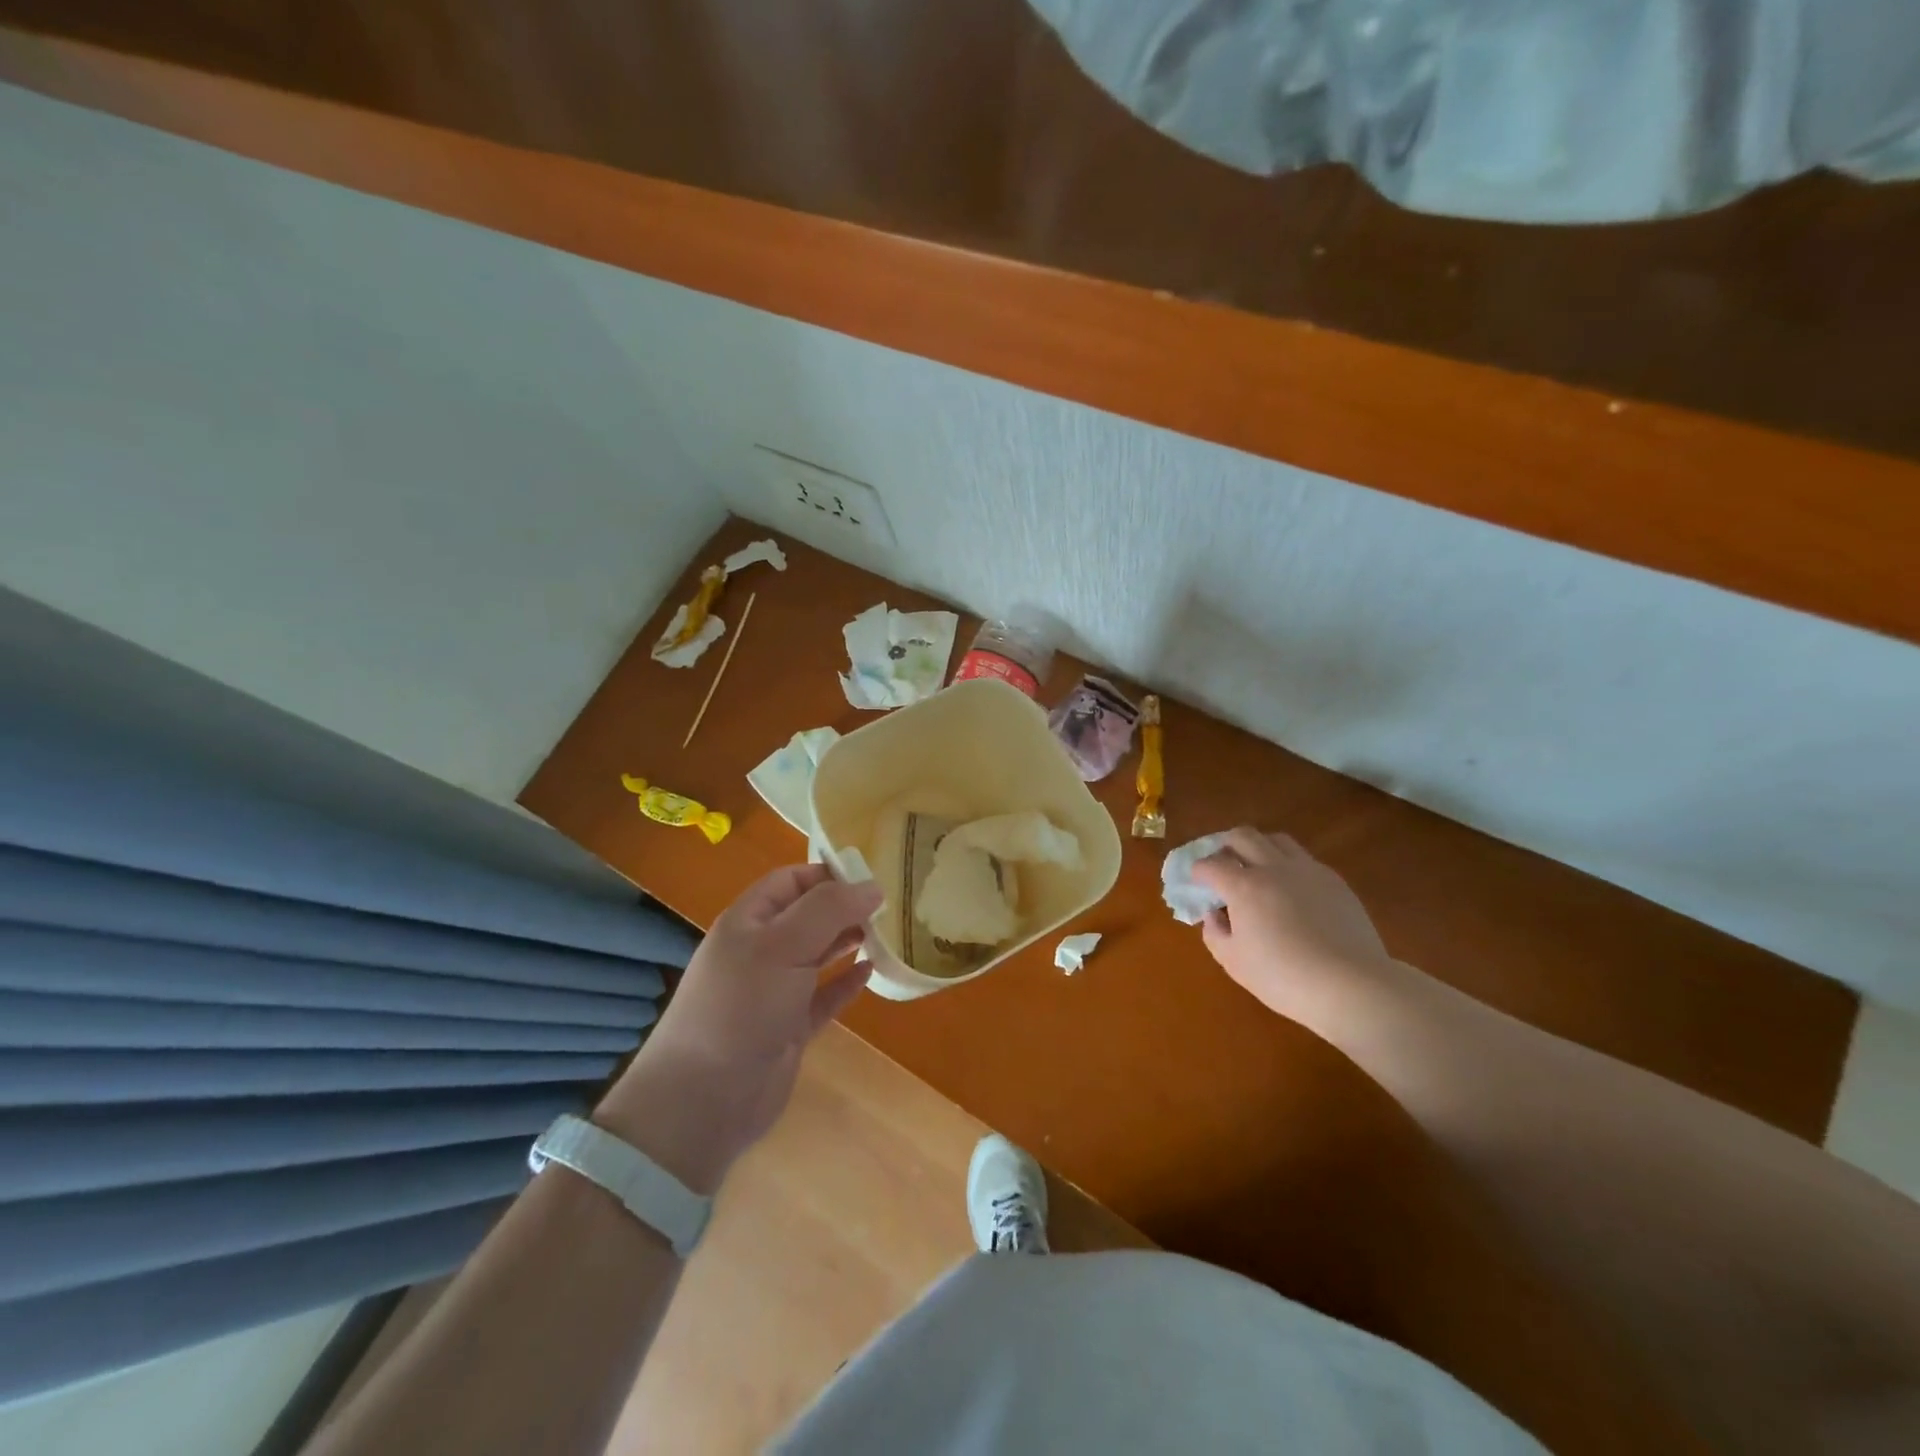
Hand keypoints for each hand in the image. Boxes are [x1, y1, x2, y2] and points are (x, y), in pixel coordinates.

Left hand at [595, 865, 881, 1192]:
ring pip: (818, 954)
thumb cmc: (741, 1007)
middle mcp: (761, 950)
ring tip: (887, 933)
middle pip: (808, 915)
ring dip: (849, 941)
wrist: (704, 1100)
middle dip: (845, 907)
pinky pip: (824, 996)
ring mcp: (775, 990)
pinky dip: (846, 983)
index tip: (872, 877)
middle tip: (890, 907)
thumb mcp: (783, 946)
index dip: (828, 874)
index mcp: (749, 921)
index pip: (791, 880)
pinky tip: (871, 973)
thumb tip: (872, 886)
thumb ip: (828, 910)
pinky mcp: (789, 1027)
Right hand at [1191, 828, 1390, 1017]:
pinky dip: (1287, 865)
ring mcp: (1307, 870)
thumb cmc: (1283, 978)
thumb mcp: (1233, 962)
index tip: (1196, 883)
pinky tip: (1291, 890)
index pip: (1210, 864)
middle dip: (1224, 846)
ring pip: (1276, 839)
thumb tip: (1214, 913)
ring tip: (1256, 869)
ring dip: (1258, 848)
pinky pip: (1303, 859)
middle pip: (1242, 836)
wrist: (1351, 986)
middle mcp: (1273, 868)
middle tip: (1222, 866)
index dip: (1197, 871)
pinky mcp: (1333, 881)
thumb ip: (1214, 932)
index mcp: (1243, 886)